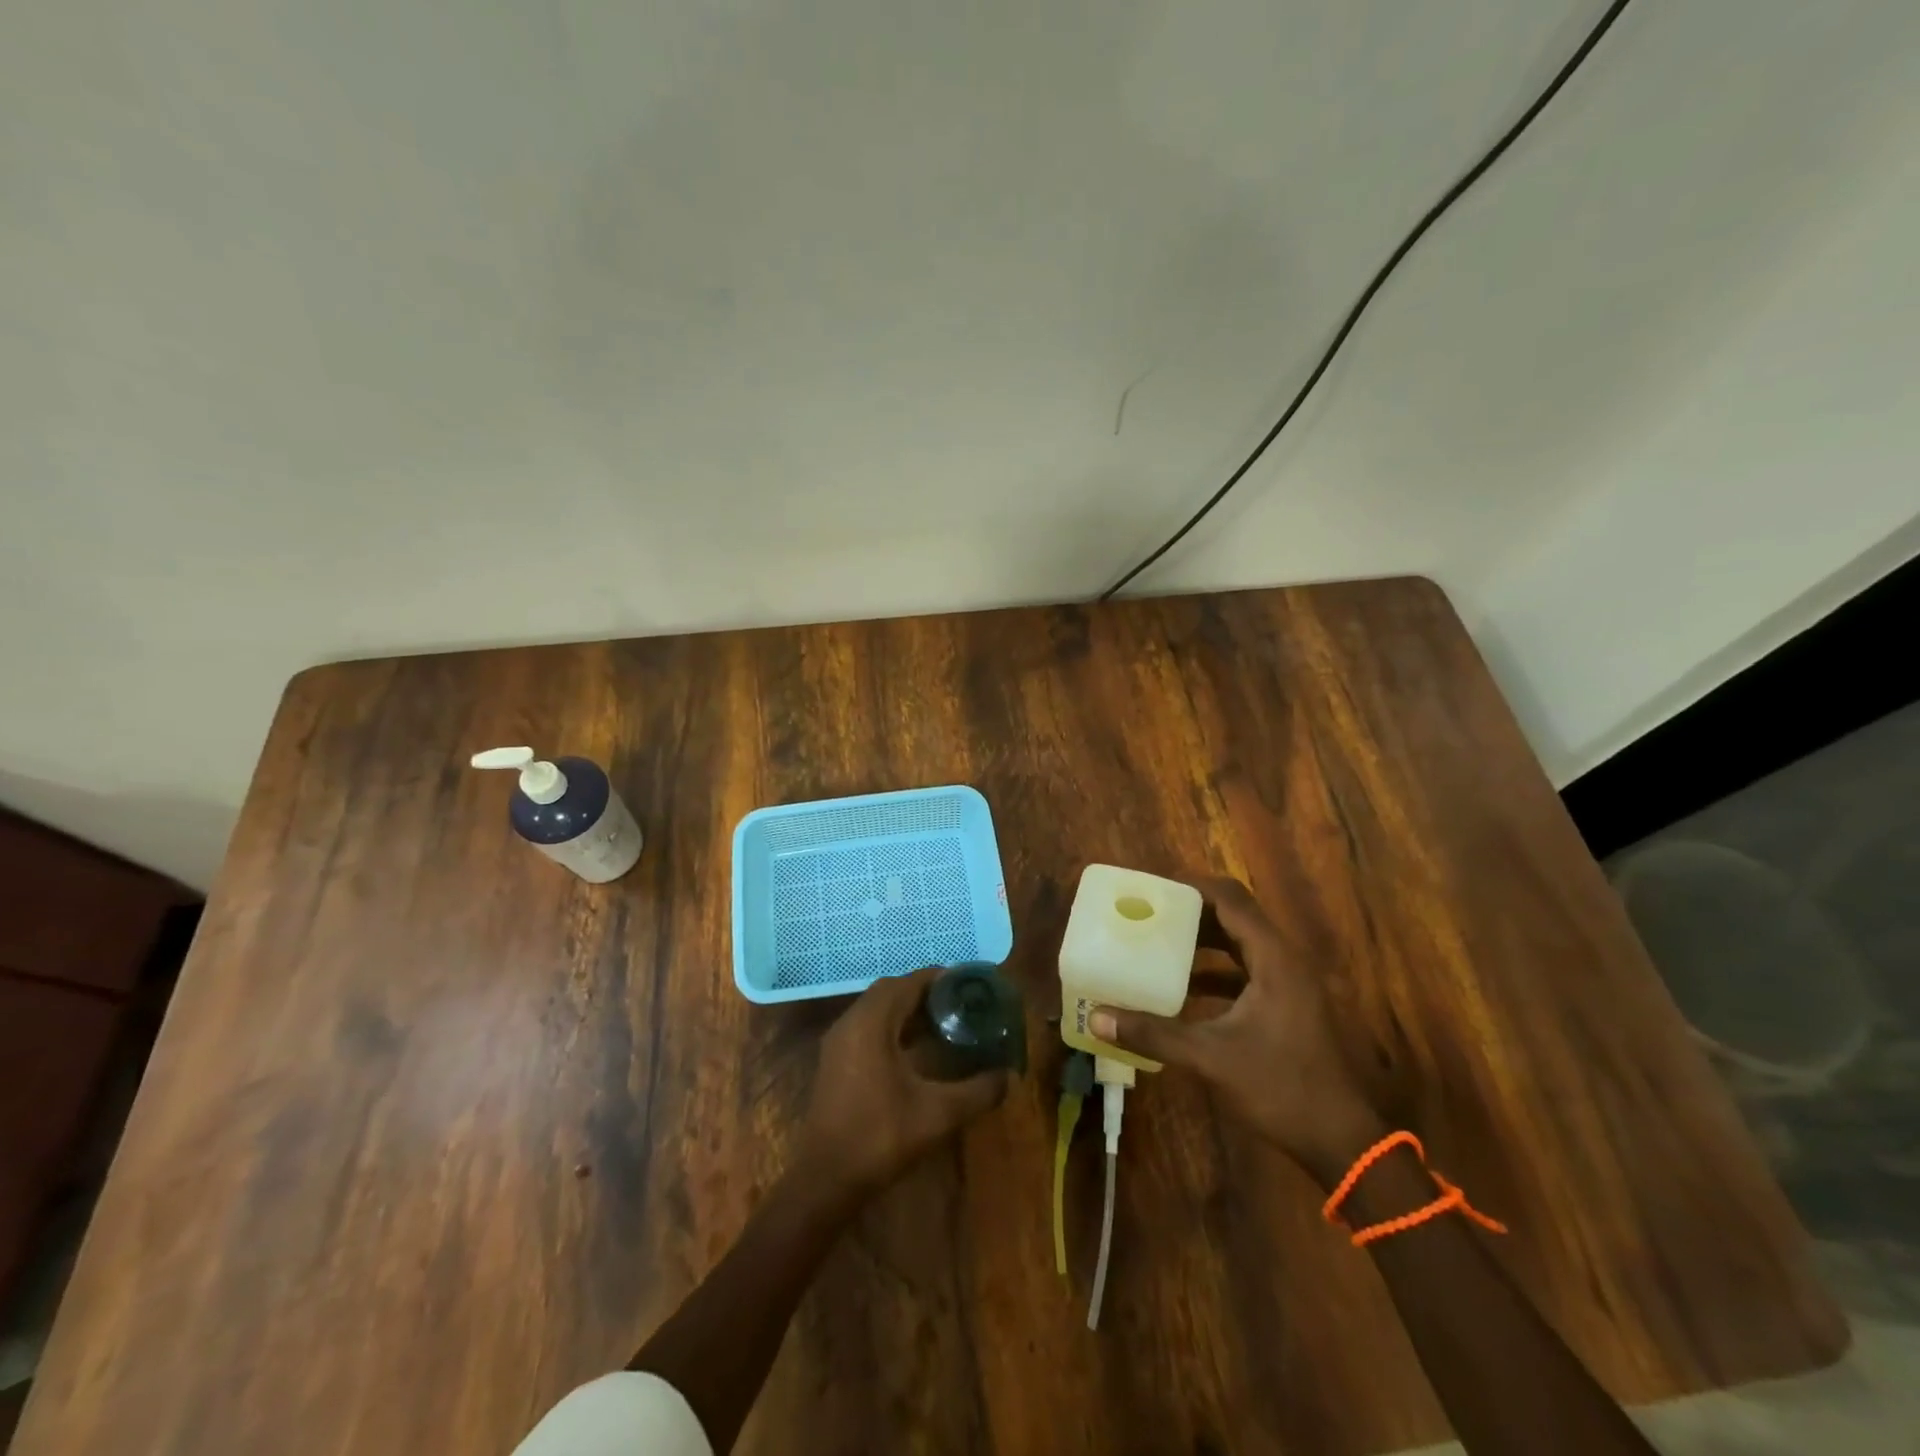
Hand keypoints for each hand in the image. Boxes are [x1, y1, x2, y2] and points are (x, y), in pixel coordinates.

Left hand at [797, 967, 1009, 1200]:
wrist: (824, 1180)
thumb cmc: (880, 1137)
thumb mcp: (938, 1114)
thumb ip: (978, 1091)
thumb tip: (1009, 1076)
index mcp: (871, 1022)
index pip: (908, 982)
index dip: (940, 978)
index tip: (969, 984)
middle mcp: (851, 1022)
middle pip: (892, 990)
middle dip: (926, 992)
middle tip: (960, 1003)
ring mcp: (839, 1041)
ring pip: (877, 1009)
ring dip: (908, 1009)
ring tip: (944, 1022)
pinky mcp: (835, 1061)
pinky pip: (868, 1026)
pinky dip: (893, 1026)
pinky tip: (917, 1049)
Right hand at [1090, 876, 1386, 1183]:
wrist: (1342, 1141)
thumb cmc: (1281, 1088)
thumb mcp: (1211, 1058)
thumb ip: (1154, 1033)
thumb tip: (1097, 1017)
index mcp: (1274, 958)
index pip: (1230, 899)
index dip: (1192, 888)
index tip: (1152, 889)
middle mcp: (1285, 960)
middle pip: (1236, 914)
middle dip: (1192, 910)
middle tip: (1149, 913)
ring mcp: (1290, 983)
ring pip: (1241, 942)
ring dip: (1203, 939)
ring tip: (1159, 941)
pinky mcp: (1288, 1005)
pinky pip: (1246, 969)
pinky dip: (1215, 969)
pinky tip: (1184, 988)